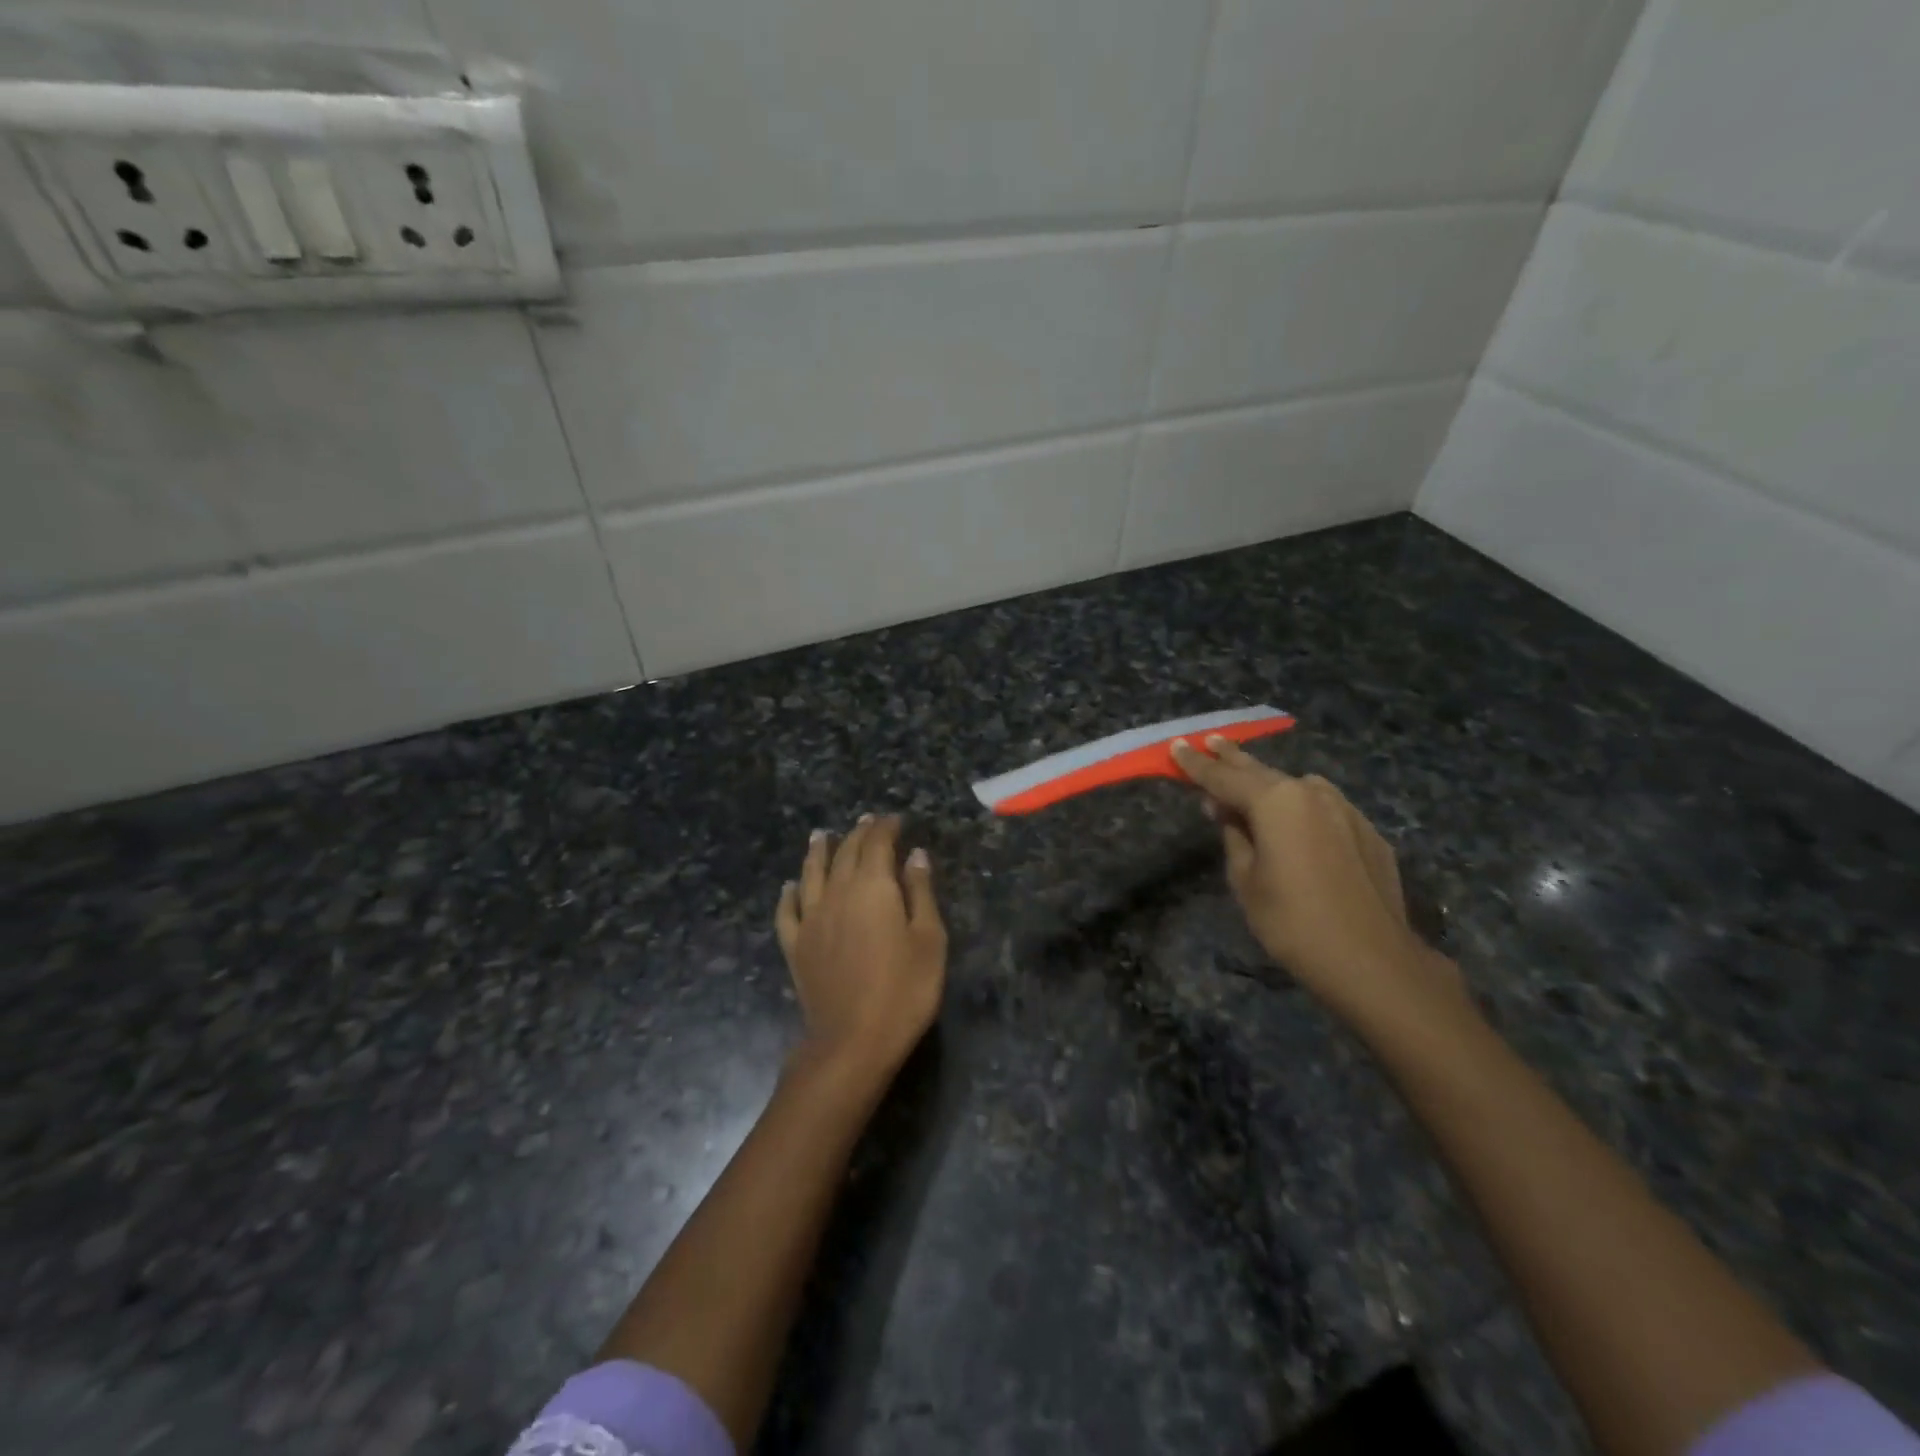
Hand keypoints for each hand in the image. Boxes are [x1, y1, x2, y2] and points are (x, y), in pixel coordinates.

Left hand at [774, 815, 946, 1084]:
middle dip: (858, 834)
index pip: (877, 844)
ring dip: (817, 851)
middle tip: (867, 822)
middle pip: (845, 853)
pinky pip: (788, 912)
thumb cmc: (903, 990)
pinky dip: (788, 895)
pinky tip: (789, 887)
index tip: (895, 820)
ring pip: (811, 874)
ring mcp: (811, 920)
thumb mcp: (929, 940)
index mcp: (872, 887)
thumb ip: (920, 893)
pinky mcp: (795, 946)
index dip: (885, 828)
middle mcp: (837, 893)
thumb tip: (914, 855)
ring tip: (821, 836)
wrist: (852, 1041)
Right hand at [1171, 737, 1464, 1031]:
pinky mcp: (1368, 832)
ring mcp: (1345, 810)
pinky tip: (1295, 824)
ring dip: (1270, 784)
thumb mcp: (1245, 880)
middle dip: (1232, 758)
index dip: (1196, 764)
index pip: (1223, 777)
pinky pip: (1324, 809)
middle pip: (1261, 772)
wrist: (1373, 961)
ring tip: (1250, 784)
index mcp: (1275, 801)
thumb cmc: (1292, 922)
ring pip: (1296, 788)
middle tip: (1212, 741)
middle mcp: (1312, 793)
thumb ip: (1233, 835)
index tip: (1176, 746)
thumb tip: (1224, 809)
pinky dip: (1302, 809)